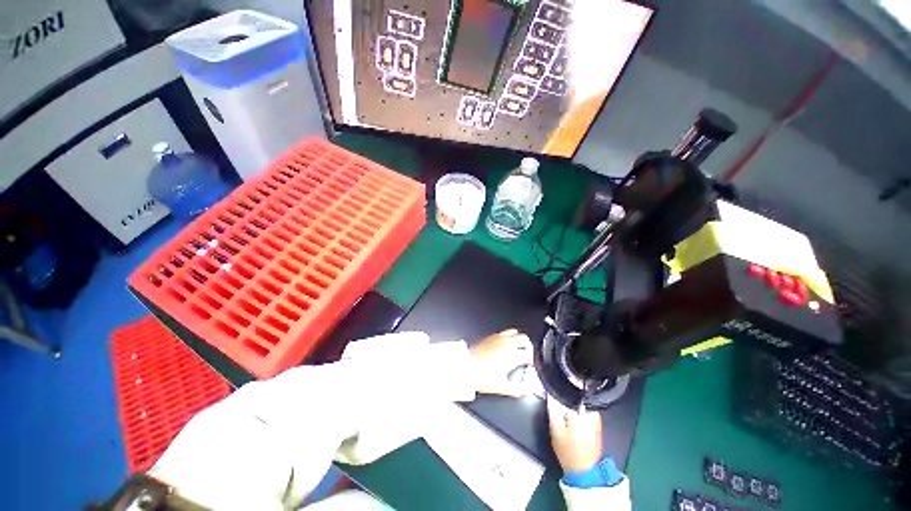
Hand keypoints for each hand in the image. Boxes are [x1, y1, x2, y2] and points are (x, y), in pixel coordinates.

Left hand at [470, 328, 533, 396]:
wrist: (465, 367)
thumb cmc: (481, 376)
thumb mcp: (502, 387)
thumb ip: (517, 389)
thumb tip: (526, 391)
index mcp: (511, 355)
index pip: (528, 353)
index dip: (532, 359)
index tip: (531, 364)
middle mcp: (505, 343)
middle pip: (523, 338)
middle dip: (528, 346)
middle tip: (527, 354)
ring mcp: (497, 338)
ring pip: (513, 332)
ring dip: (518, 339)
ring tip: (517, 347)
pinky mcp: (489, 337)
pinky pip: (502, 333)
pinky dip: (507, 337)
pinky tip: (503, 346)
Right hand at [547, 396, 602, 472]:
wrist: (585, 472)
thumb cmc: (569, 451)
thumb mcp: (555, 430)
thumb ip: (552, 410)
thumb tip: (550, 395)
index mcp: (581, 411)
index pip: (568, 393)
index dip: (559, 392)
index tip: (552, 393)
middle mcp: (591, 412)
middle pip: (576, 397)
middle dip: (566, 397)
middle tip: (556, 402)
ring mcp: (596, 419)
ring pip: (581, 402)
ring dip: (572, 403)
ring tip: (563, 409)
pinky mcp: (597, 425)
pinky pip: (586, 410)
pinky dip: (578, 410)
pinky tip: (571, 417)